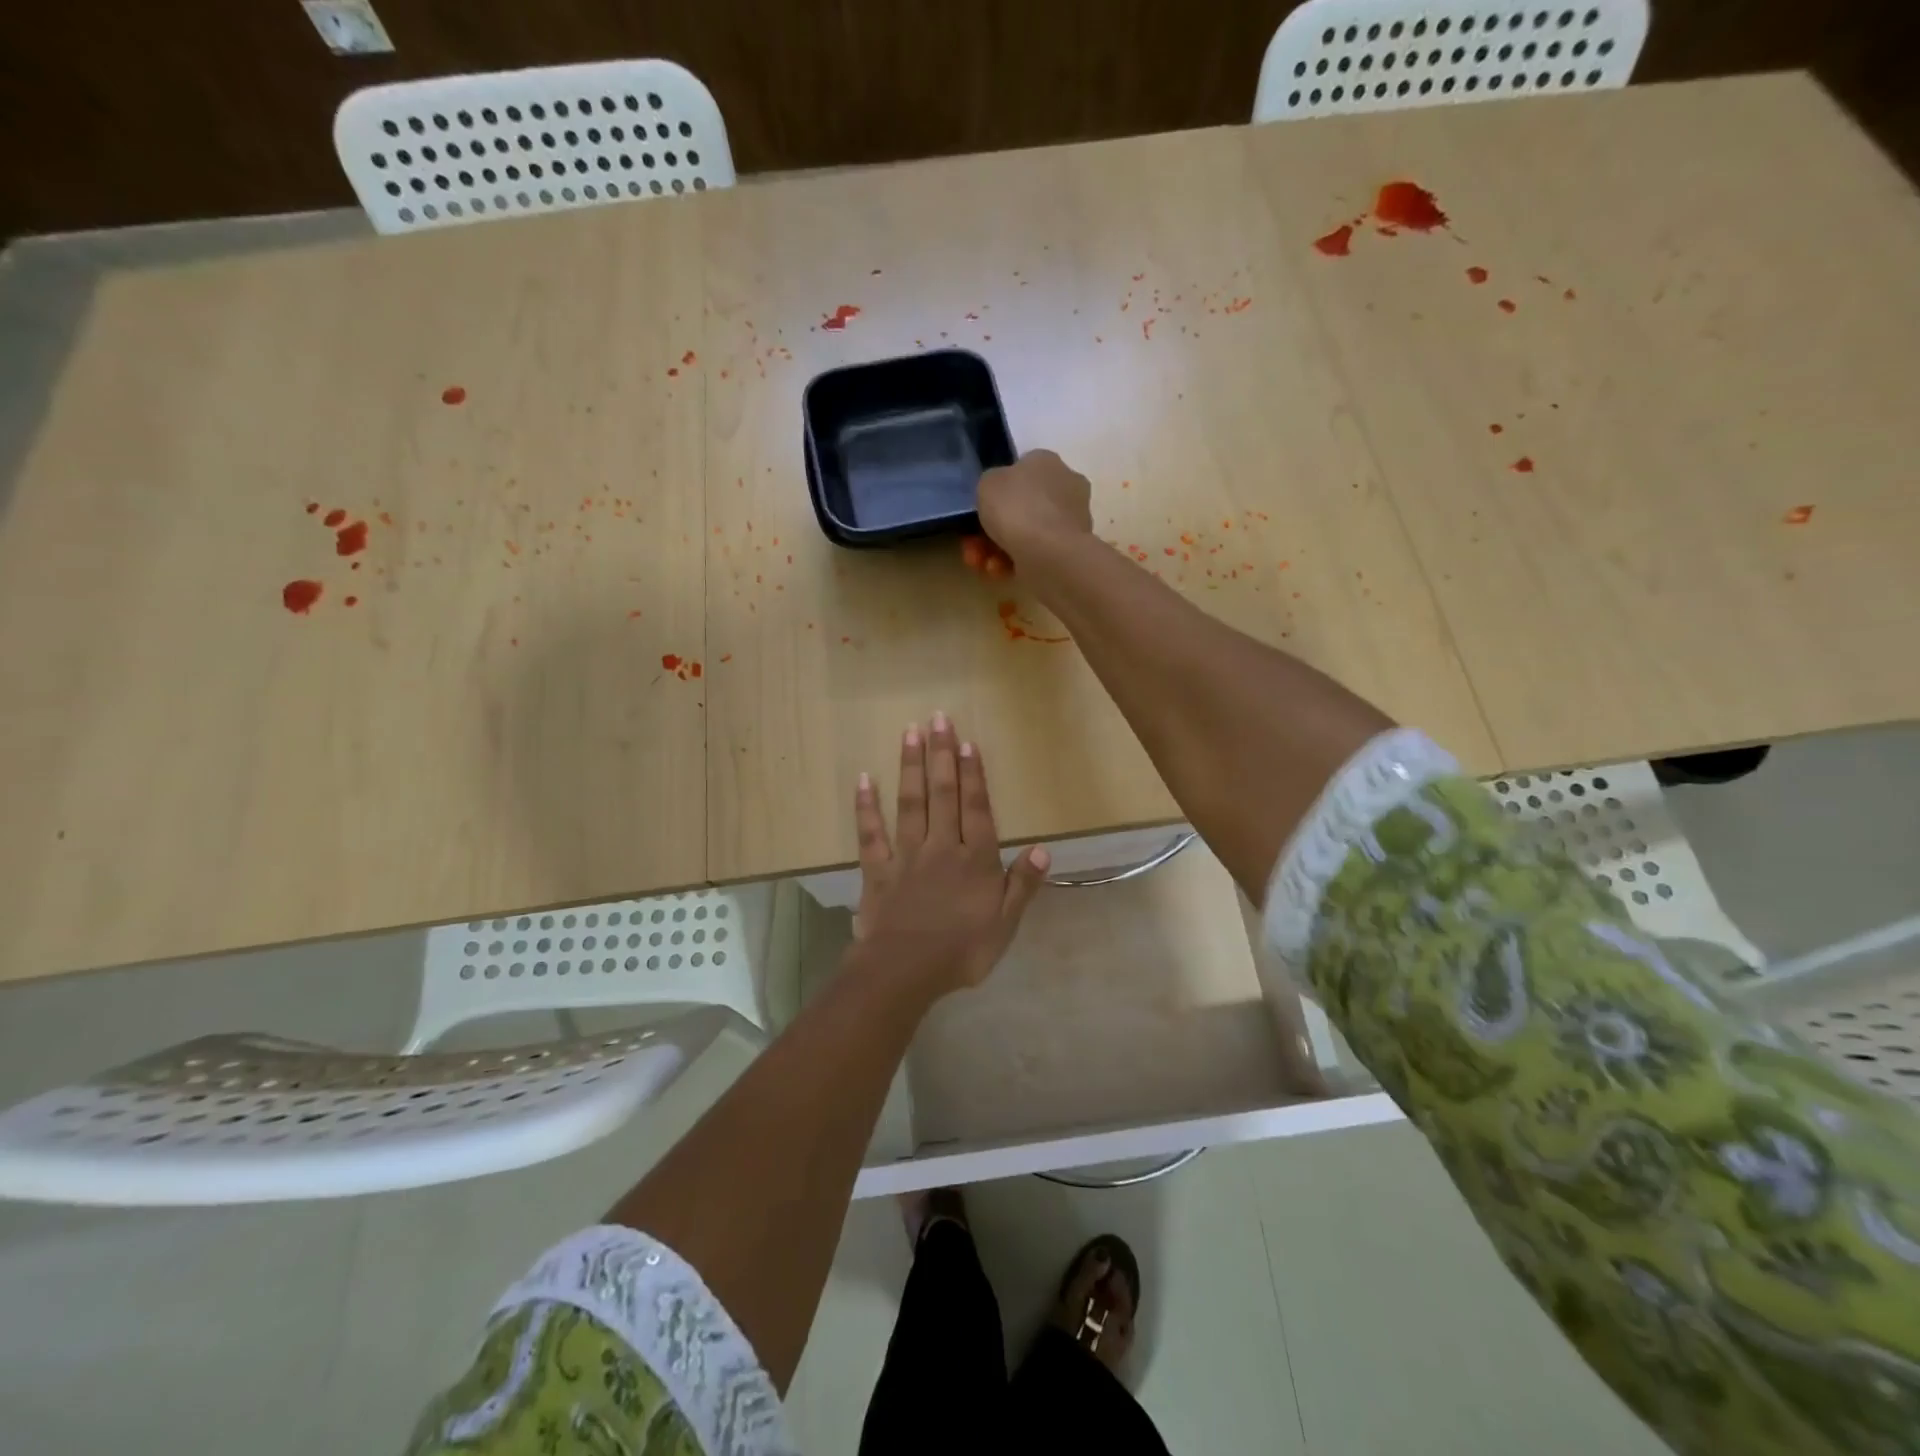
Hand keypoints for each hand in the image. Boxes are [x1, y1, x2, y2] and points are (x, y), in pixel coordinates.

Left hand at [851, 712, 1049, 996]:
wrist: (905, 972)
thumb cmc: (962, 951)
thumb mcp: (1005, 924)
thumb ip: (1022, 884)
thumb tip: (1042, 848)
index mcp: (974, 860)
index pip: (976, 809)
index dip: (973, 775)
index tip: (967, 742)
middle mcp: (941, 847)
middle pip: (943, 794)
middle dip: (941, 754)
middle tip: (938, 718)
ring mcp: (906, 856)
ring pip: (910, 804)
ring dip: (910, 767)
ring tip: (910, 733)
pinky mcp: (877, 870)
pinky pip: (871, 834)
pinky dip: (866, 807)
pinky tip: (864, 779)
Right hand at [961, 449, 1094, 577]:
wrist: (1050, 553)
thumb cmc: (1017, 509)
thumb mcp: (987, 483)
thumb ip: (990, 484)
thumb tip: (999, 492)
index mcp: (1046, 461)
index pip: (1020, 470)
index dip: (996, 491)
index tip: (979, 510)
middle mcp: (1065, 485)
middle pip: (1021, 507)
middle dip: (992, 528)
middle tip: (972, 544)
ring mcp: (1071, 519)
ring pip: (1026, 533)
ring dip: (997, 549)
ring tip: (981, 563)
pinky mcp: (1070, 549)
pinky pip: (1035, 552)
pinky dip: (1015, 562)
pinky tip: (999, 571)